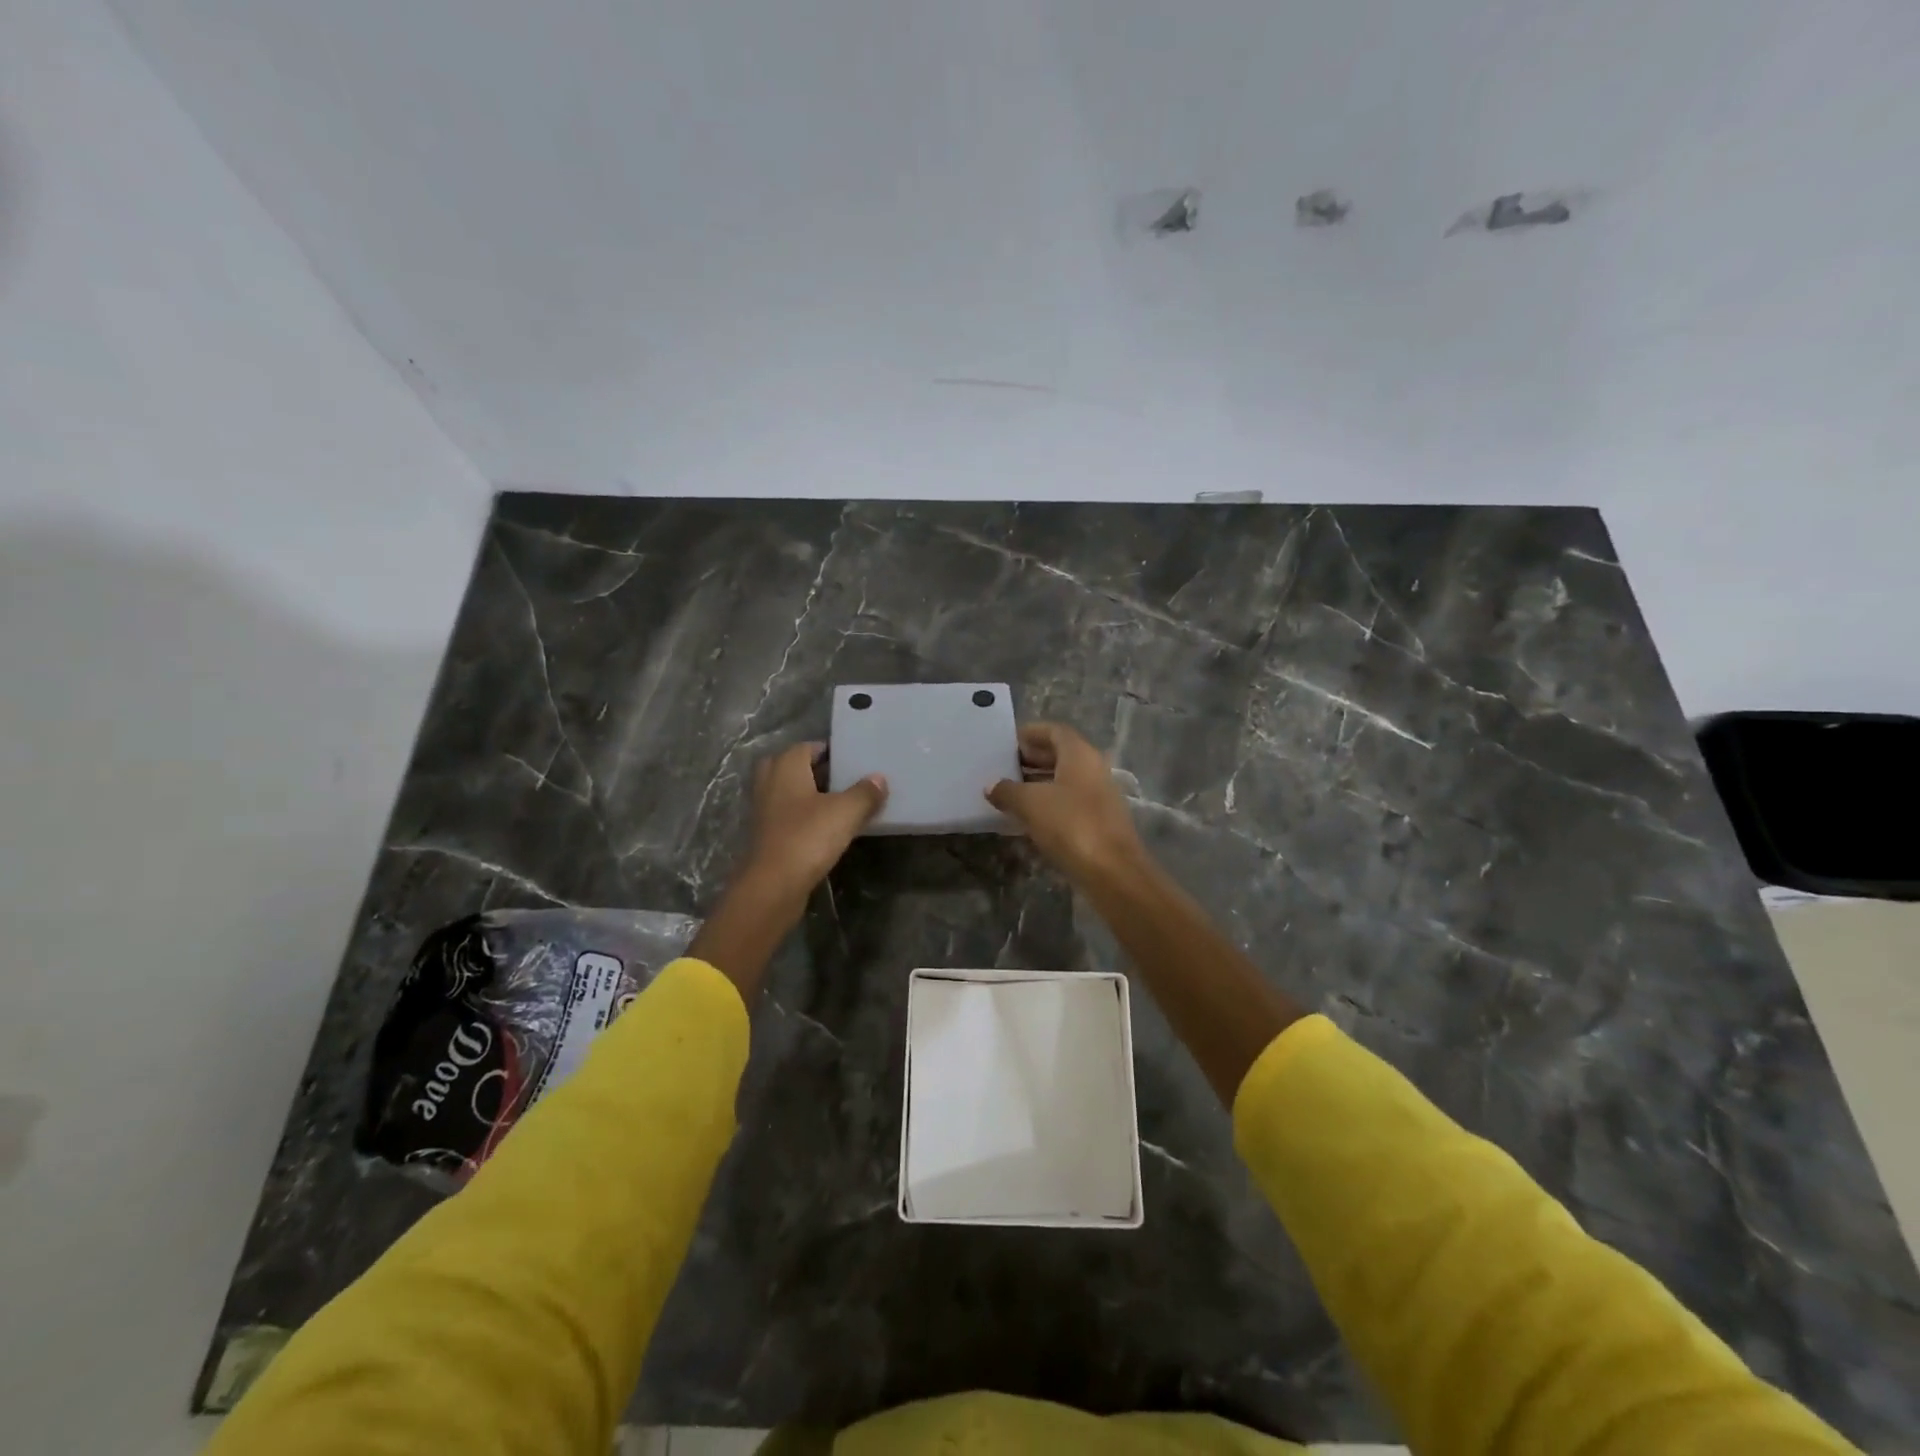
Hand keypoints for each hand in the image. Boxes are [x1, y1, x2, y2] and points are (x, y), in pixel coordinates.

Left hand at [739, 741, 887, 898]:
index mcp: (786, 768)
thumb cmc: (808, 837)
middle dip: (810, 770)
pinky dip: (801, 817)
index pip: (805, 747)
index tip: (848, 759)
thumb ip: (865, 793)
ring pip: (785, 793)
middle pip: (789, 767)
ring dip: (806, 795)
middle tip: (838, 778)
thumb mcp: (846, 812)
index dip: (826, 750)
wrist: (773, 885)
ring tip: (836, 803)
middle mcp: (769, 784)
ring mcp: (763, 812)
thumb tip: (879, 779)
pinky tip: (824, 829)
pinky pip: (785, 817)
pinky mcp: (765, 837)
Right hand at [986, 722, 1145, 882]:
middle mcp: (1093, 769)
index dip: (1031, 733)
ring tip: (1008, 791)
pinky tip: (1026, 816)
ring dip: (1038, 782)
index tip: (1007, 742)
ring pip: (1064, 780)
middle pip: (1060, 754)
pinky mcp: (1097, 821)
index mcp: (1080, 754)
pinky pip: (1068, 803)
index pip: (1055, 731)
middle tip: (1003, 766)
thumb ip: (1007, 790)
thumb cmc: (1070, 824)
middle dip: (1031, 758)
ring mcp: (1098, 796)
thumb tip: (991, 785)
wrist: (1111, 871)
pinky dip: (1047, 804)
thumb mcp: (1030, 804)